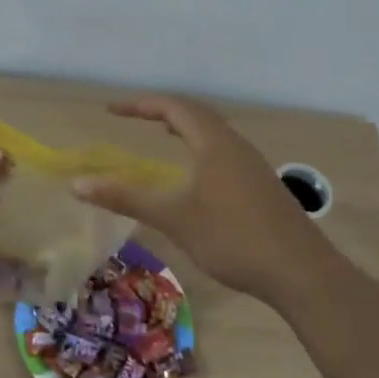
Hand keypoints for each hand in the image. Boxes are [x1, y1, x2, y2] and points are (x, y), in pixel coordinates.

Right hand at [72, 95, 325, 302]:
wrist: (300, 272)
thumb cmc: (232, 238)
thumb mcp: (173, 218)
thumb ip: (126, 198)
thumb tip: (78, 184)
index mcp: (213, 142)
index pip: (172, 107)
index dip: (139, 105)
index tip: (111, 110)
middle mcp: (234, 144)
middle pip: (195, 113)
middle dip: (161, 109)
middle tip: (133, 116)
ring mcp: (252, 163)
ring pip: (213, 130)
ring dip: (184, 125)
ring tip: (162, 132)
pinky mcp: (261, 183)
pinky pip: (223, 147)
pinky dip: (200, 144)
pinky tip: (196, 171)